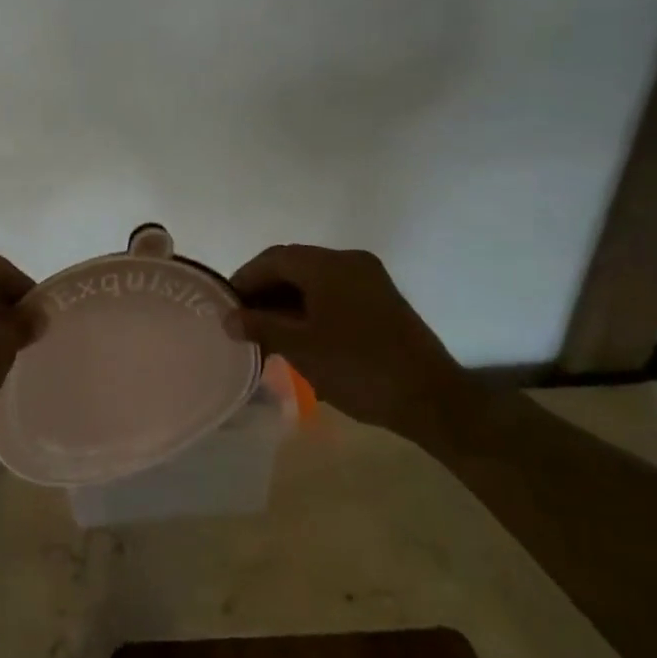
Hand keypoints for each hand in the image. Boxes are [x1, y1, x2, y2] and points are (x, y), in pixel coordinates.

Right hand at [227, 244, 475, 447]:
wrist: (431, 398)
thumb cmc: (357, 368)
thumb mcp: (300, 348)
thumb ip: (260, 326)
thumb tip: (228, 317)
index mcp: (328, 264)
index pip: (273, 258)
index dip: (245, 279)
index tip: (225, 305)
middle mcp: (349, 261)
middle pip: (294, 265)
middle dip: (265, 291)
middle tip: (243, 321)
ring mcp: (370, 279)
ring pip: (315, 280)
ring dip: (287, 300)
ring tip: (267, 332)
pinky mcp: (382, 300)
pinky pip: (335, 292)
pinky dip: (311, 307)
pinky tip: (299, 334)